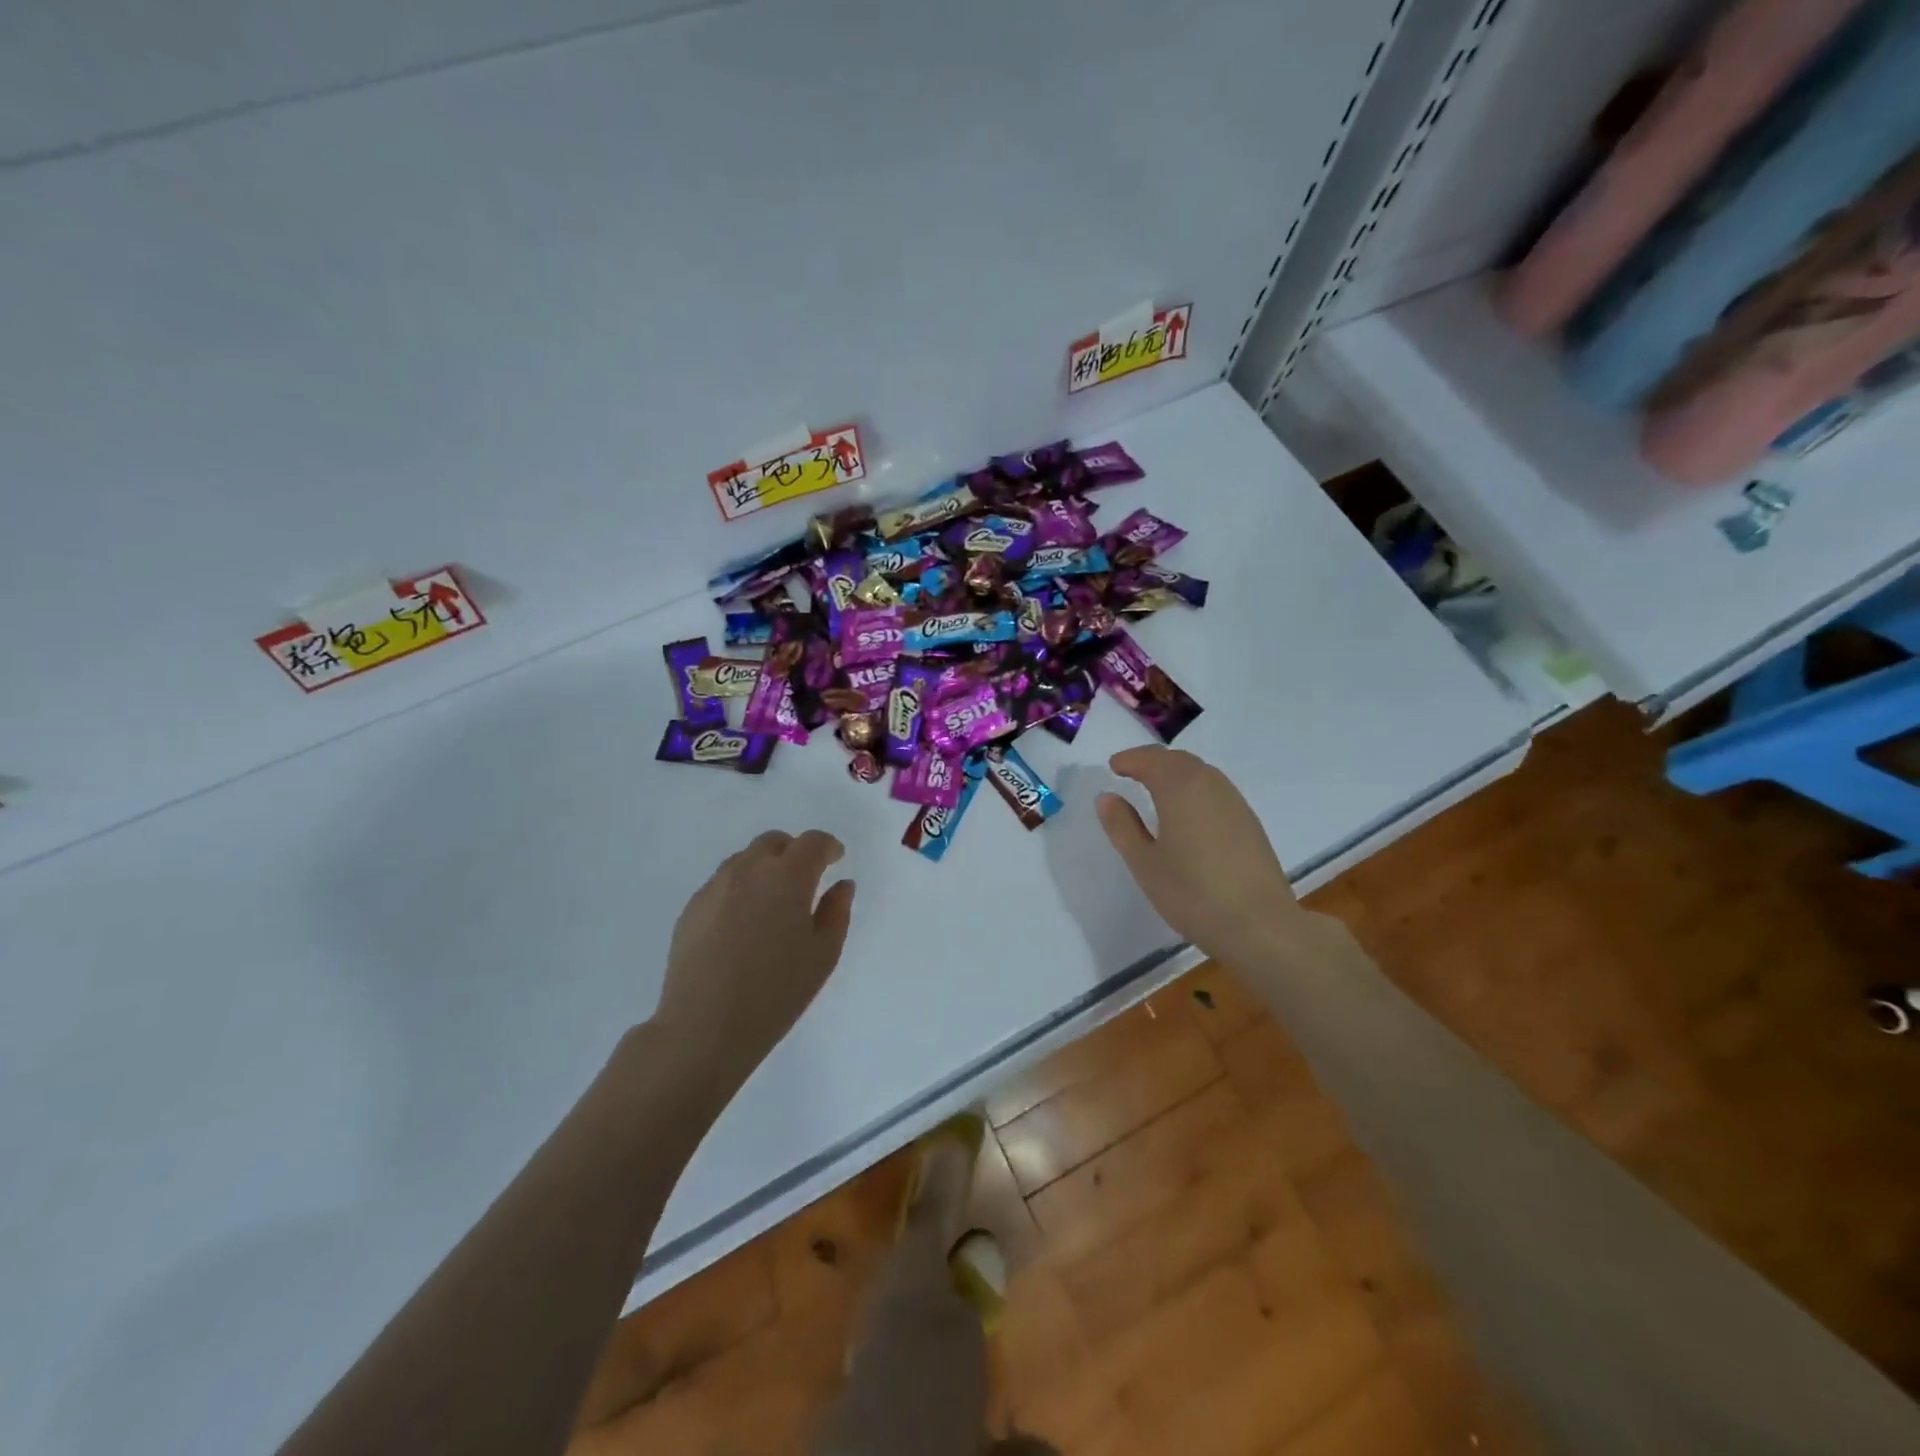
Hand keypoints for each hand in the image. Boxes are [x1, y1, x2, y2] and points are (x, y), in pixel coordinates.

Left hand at [652, 830, 856, 1089]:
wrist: (704, 1028)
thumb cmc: (776, 993)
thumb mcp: (823, 955)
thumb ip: (837, 912)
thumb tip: (841, 885)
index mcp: (787, 877)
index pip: (812, 842)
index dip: (828, 847)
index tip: (836, 859)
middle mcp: (748, 870)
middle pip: (773, 842)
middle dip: (794, 852)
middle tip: (805, 880)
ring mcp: (714, 887)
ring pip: (744, 860)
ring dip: (764, 869)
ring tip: (772, 904)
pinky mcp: (691, 909)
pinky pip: (721, 884)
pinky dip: (739, 890)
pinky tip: (742, 925)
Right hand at [1096, 746, 1304, 965]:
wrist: (1260, 925)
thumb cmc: (1192, 894)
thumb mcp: (1145, 863)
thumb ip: (1123, 826)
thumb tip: (1107, 797)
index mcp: (1180, 788)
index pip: (1151, 759)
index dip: (1130, 759)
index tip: (1113, 766)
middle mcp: (1210, 785)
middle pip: (1178, 760)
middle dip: (1153, 761)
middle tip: (1131, 771)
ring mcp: (1235, 802)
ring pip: (1201, 772)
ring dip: (1175, 772)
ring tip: (1156, 789)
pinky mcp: (1250, 822)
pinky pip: (1216, 790)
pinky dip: (1194, 788)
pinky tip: (1188, 812)